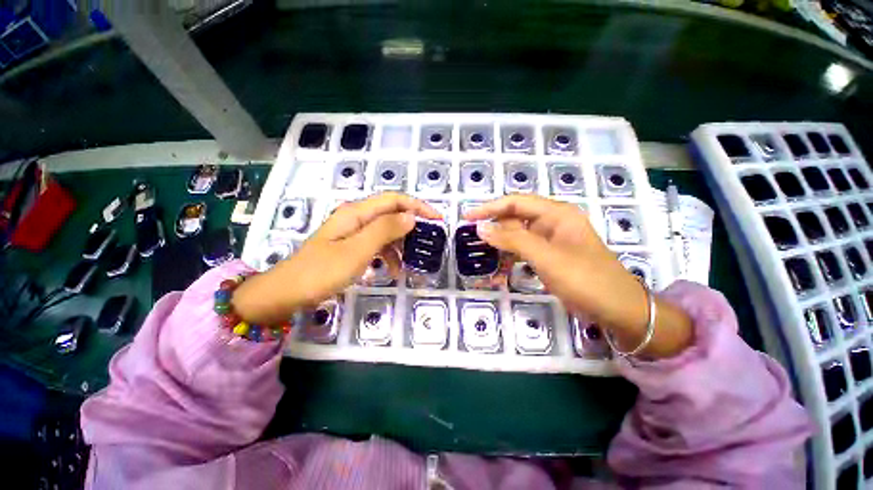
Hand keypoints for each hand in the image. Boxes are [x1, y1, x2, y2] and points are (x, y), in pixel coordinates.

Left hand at [232, 192, 441, 324]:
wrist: (287, 293)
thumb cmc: (322, 271)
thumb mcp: (357, 250)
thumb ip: (385, 230)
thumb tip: (411, 217)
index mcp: (357, 213)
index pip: (394, 200)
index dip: (418, 206)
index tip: (437, 219)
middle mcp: (356, 218)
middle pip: (391, 214)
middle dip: (412, 225)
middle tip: (428, 242)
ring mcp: (353, 233)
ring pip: (385, 231)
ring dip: (401, 244)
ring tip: (412, 262)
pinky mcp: (351, 247)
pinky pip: (376, 245)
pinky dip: (388, 255)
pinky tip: (393, 270)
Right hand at [464, 195, 691, 357]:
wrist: (617, 309)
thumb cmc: (584, 278)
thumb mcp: (546, 257)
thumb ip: (512, 240)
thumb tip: (481, 227)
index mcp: (556, 214)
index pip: (516, 202)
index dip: (490, 208)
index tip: (468, 217)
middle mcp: (552, 222)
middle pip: (516, 218)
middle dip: (494, 227)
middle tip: (470, 237)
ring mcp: (551, 241)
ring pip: (518, 236)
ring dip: (500, 244)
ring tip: (481, 253)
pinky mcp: (549, 256)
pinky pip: (524, 251)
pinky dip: (510, 257)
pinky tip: (499, 267)